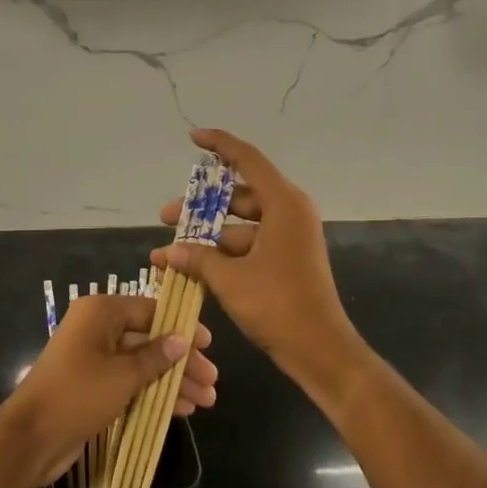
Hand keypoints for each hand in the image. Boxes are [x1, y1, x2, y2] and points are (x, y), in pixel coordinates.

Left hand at [5, 294, 216, 487]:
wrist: (30, 438)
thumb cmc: (78, 394)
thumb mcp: (124, 375)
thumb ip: (156, 356)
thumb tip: (183, 339)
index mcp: (101, 312)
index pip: (151, 310)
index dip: (182, 327)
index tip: (209, 345)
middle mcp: (97, 329)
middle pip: (149, 339)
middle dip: (182, 361)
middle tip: (211, 380)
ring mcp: (94, 358)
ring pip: (143, 364)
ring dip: (173, 381)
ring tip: (206, 400)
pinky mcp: (93, 385)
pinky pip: (130, 382)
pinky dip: (154, 393)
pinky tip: (182, 409)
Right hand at [153, 129, 363, 386]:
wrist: (320, 350)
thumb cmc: (277, 305)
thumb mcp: (230, 279)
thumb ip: (197, 258)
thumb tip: (168, 251)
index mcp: (284, 203)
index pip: (247, 159)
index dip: (219, 144)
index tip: (193, 137)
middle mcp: (290, 212)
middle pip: (239, 195)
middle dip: (200, 206)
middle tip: (166, 216)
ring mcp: (290, 236)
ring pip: (241, 223)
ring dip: (207, 236)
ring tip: (170, 252)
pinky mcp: (287, 258)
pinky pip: (250, 244)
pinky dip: (223, 253)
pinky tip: (192, 268)